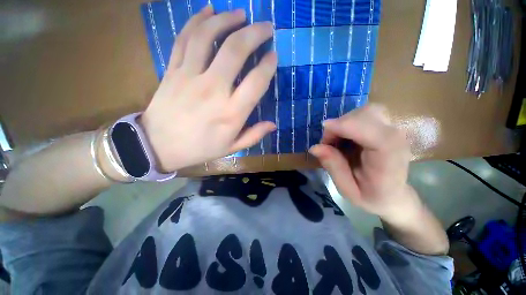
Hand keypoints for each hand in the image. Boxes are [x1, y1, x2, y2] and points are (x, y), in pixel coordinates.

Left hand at [141, 6, 276, 171]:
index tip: (273, 56)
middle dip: (255, 33)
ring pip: (208, 36)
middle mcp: (213, 90)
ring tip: (241, 14)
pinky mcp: (173, 70)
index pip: (256, 82)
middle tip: (266, 26)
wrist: (158, 146)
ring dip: (227, 19)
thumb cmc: (199, 148)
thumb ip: (254, 135)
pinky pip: (185, 38)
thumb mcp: (231, 148)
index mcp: (231, 113)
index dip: (268, 66)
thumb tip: (273, 125)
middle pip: (235, 50)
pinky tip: (209, 10)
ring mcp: (189, 76)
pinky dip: (197, 20)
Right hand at [309, 104, 420, 222]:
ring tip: (336, 141)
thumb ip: (333, 168)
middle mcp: (396, 140)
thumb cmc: (371, 197)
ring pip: (365, 111)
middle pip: (368, 114)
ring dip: (344, 123)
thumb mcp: (347, 190)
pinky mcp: (386, 127)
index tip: (324, 128)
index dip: (348, 125)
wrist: (394, 195)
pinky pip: (364, 115)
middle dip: (341, 124)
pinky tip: (344, 137)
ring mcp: (393, 130)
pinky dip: (348, 122)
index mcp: (389, 161)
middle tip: (328, 143)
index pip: (375, 134)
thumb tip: (315, 147)